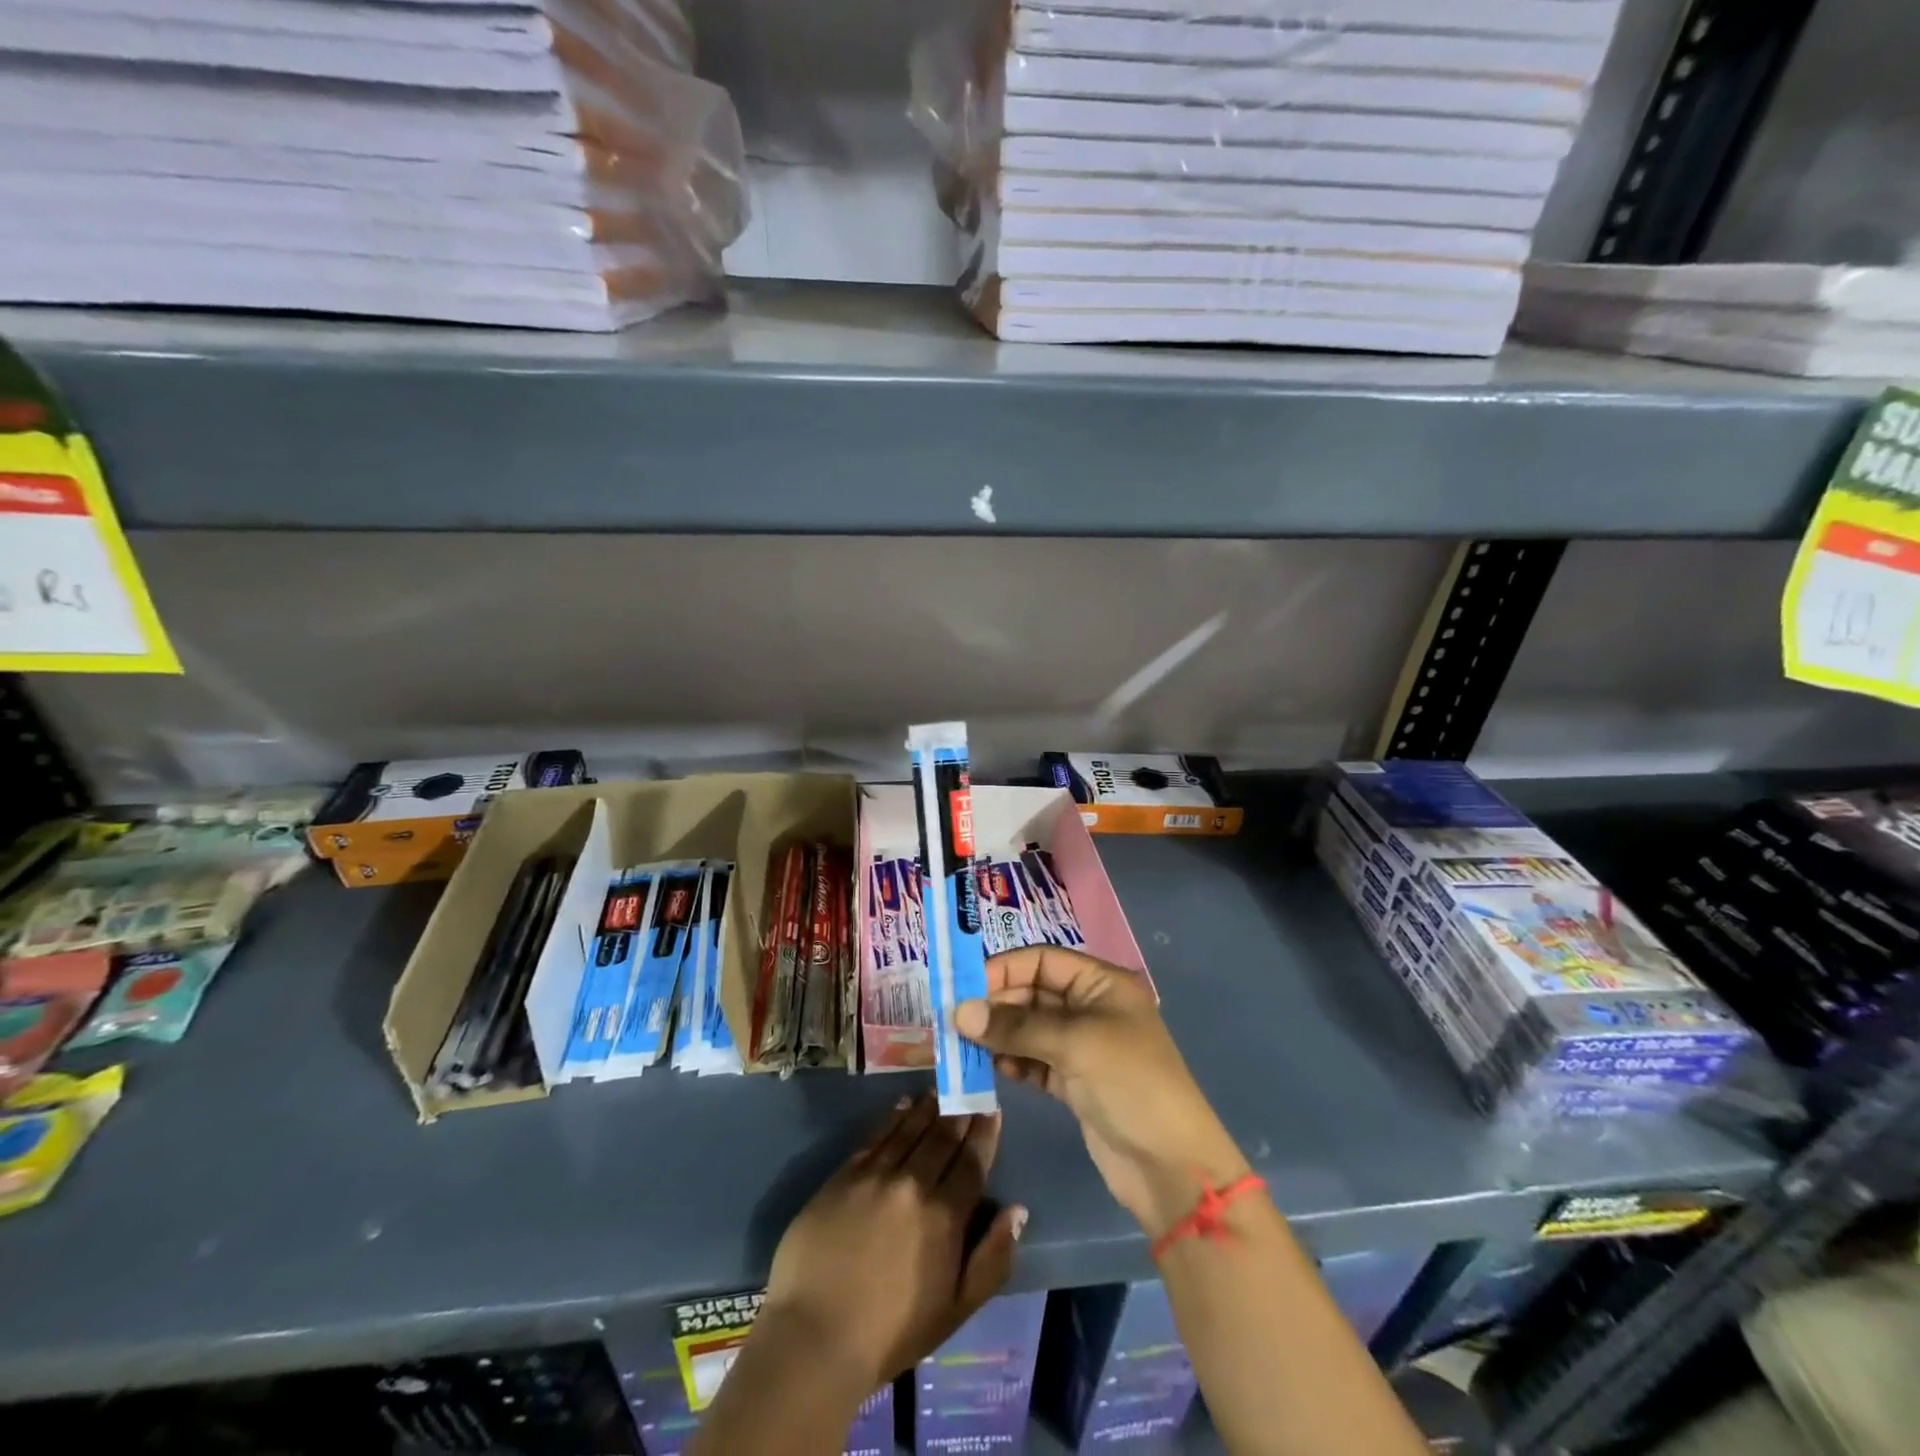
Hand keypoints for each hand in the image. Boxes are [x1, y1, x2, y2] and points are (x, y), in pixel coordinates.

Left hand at [759, 1093, 1025, 1397]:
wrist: (815, 1336)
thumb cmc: (892, 1333)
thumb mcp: (956, 1309)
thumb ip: (992, 1259)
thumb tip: (1017, 1210)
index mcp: (945, 1216)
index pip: (972, 1162)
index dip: (984, 1133)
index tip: (992, 1108)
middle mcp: (913, 1184)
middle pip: (942, 1137)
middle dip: (960, 1112)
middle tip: (968, 1089)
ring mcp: (876, 1175)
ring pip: (910, 1129)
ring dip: (928, 1108)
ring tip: (939, 1092)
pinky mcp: (844, 1175)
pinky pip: (875, 1136)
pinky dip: (892, 1118)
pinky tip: (901, 1106)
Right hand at [956, 946, 1247, 1238]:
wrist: (1171, 1168)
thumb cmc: (1130, 1085)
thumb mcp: (1075, 1044)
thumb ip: (1016, 1026)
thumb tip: (959, 1012)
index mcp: (1102, 984)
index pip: (1043, 960)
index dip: (1004, 969)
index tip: (963, 986)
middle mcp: (1091, 1008)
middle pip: (1032, 993)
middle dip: (996, 1004)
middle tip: (955, 1020)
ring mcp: (1082, 1047)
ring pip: (1029, 1028)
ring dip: (999, 1034)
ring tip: (964, 1045)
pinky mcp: (1074, 1082)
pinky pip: (1034, 1060)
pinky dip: (1013, 1061)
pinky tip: (992, 1068)